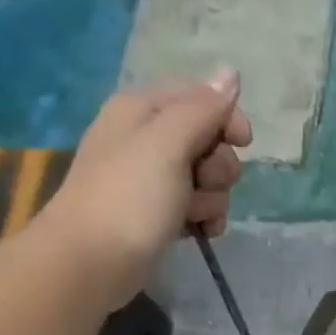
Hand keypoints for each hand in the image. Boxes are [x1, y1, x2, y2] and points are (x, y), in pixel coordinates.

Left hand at [42, 67, 251, 274]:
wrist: (91, 262)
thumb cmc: (130, 197)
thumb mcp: (168, 143)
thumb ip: (203, 108)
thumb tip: (231, 72)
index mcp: (142, 110)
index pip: (200, 96)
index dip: (226, 117)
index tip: (244, 143)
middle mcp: (147, 139)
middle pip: (208, 140)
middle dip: (218, 165)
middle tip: (203, 183)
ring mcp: (152, 180)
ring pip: (207, 178)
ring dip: (213, 197)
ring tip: (194, 214)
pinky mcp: (159, 214)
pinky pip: (198, 207)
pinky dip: (206, 218)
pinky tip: (203, 232)